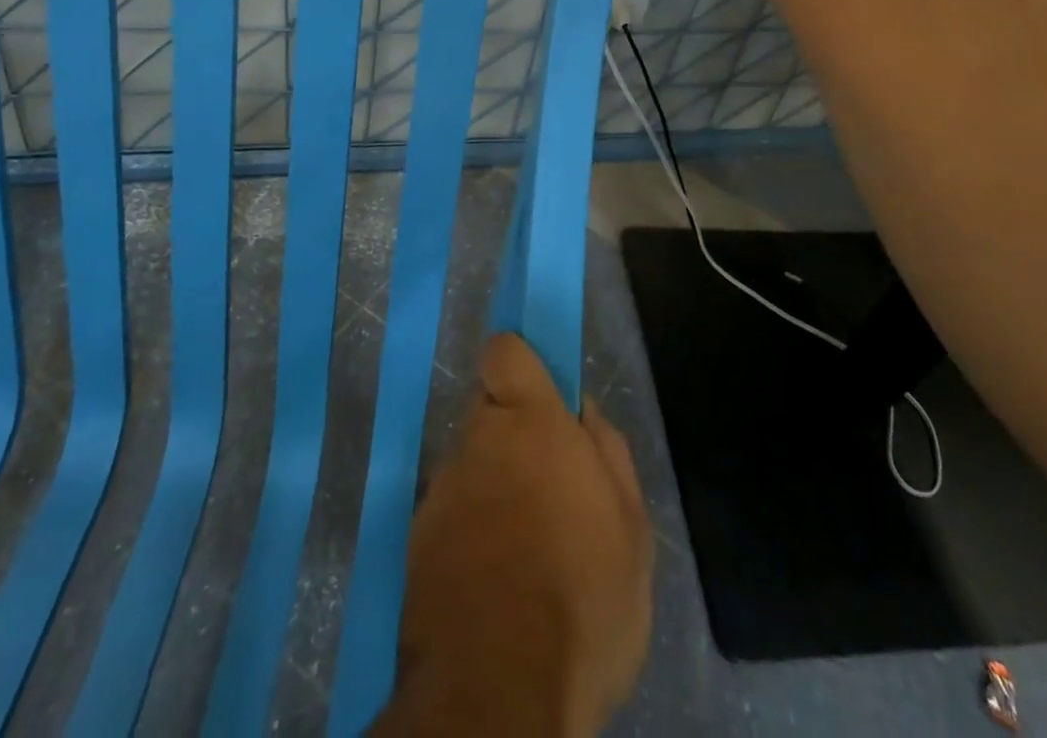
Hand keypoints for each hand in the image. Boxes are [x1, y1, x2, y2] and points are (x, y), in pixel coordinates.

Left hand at [374, 334, 652, 736]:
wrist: (498, 694)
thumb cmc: (582, 600)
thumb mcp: (631, 529)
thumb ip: (608, 450)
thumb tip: (583, 410)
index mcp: (530, 423)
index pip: (504, 352)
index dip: (521, 364)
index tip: (542, 395)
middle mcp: (476, 441)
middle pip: (488, 411)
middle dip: (513, 434)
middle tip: (548, 488)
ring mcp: (440, 491)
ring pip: (470, 464)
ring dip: (492, 486)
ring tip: (525, 548)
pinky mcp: (415, 540)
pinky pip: (450, 513)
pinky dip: (469, 530)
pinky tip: (494, 580)